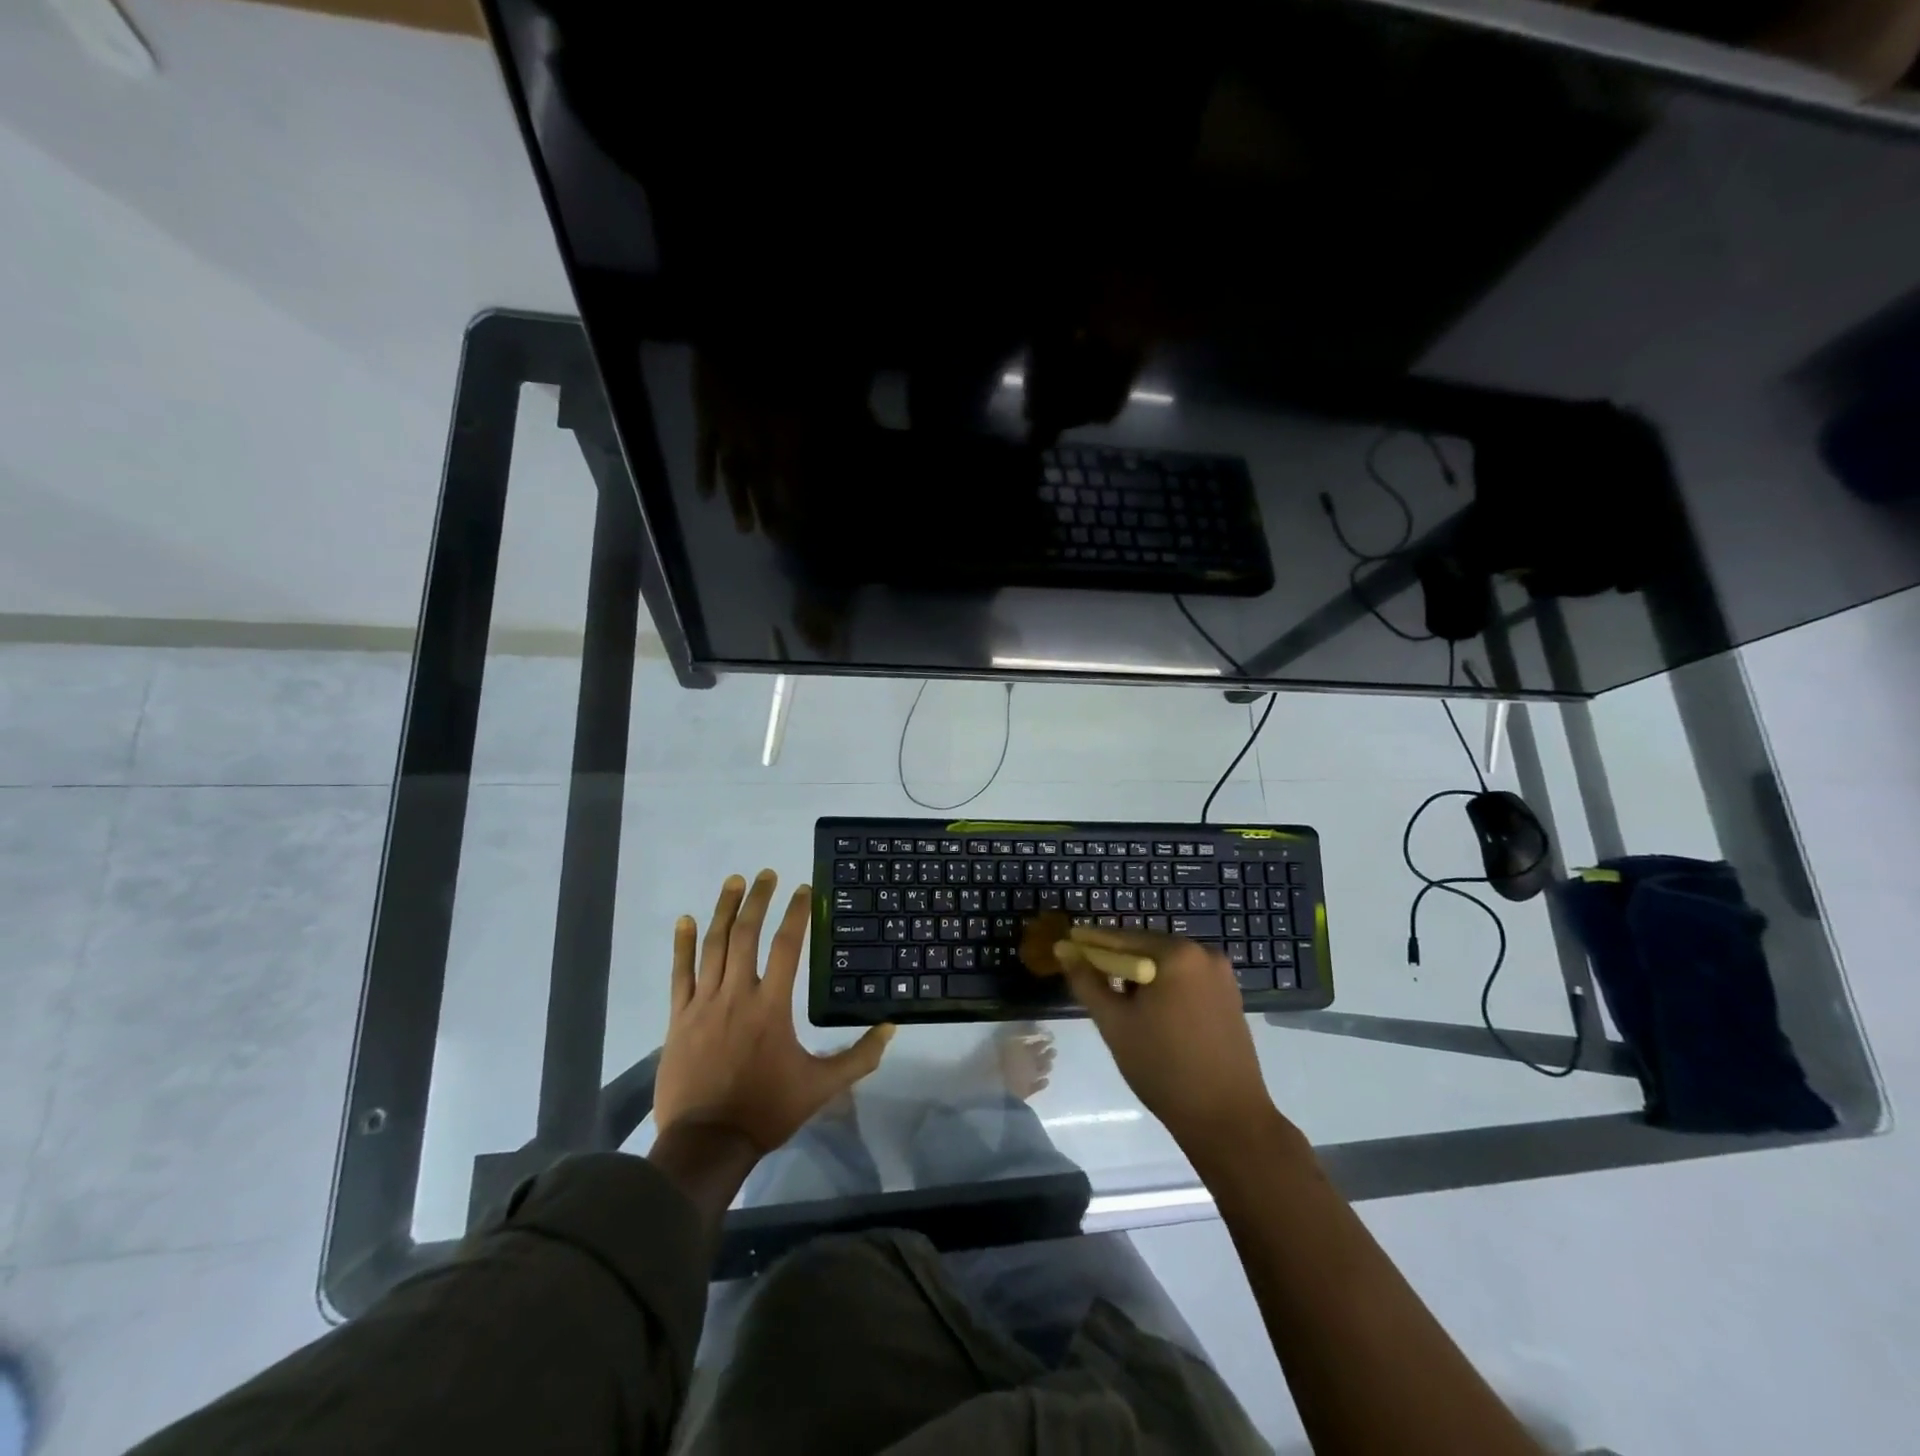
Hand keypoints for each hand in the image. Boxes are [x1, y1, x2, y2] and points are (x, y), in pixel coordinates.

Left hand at [654, 870, 893, 1155]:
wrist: (707, 1143)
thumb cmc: (767, 1110)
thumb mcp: (821, 1087)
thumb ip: (858, 1057)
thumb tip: (891, 1028)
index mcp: (772, 1006)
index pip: (786, 946)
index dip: (797, 914)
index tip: (804, 889)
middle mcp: (737, 994)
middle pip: (746, 934)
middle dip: (758, 899)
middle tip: (766, 873)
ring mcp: (704, 1004)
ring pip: (714, 945)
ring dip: (724, 910)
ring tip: (733, 881)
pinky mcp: (680, 1018)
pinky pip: (681, 973)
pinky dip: (683, 944)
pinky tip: (686, 919)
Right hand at [1058, 924, 1275, 1158]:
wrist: (1227, 1118)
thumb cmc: (1163, 1067)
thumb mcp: (1114, 1023)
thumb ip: (1086, 982)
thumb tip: (1064, 950)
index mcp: (1176, 953)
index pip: (1122, 938)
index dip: (1092, 943)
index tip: (1068, 947)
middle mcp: (1203, 953)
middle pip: (1147, 947)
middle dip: (1117, 962)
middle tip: (1090, 979)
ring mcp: (1222, 974)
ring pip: (1167, 964)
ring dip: (1141, 976)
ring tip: (1119, 1001)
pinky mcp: (1230, 996)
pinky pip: (1186, 979)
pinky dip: (1165, 987)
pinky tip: (1151, 1012)